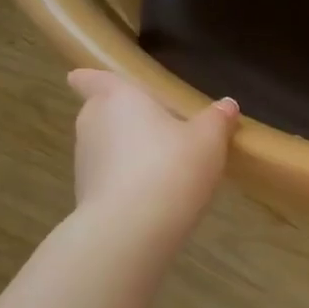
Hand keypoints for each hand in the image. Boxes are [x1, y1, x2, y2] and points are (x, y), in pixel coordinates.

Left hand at [67, 69, 237, 245]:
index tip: (81, 77)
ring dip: (123, 152)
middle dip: (118, 117)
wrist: (131, 230)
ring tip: (158, 163)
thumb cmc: (171, 167)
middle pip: (99, 113)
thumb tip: (226, 105)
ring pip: (103, 147)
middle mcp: (93, 124)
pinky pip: (107, 178)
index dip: (90, 78)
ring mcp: (84, 163)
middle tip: (149, 123)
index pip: (93, 79)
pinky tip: (152, 194)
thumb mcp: (208, 141)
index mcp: (118, 98)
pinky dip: (123, 181)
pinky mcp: (85, 197)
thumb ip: (216, 120)